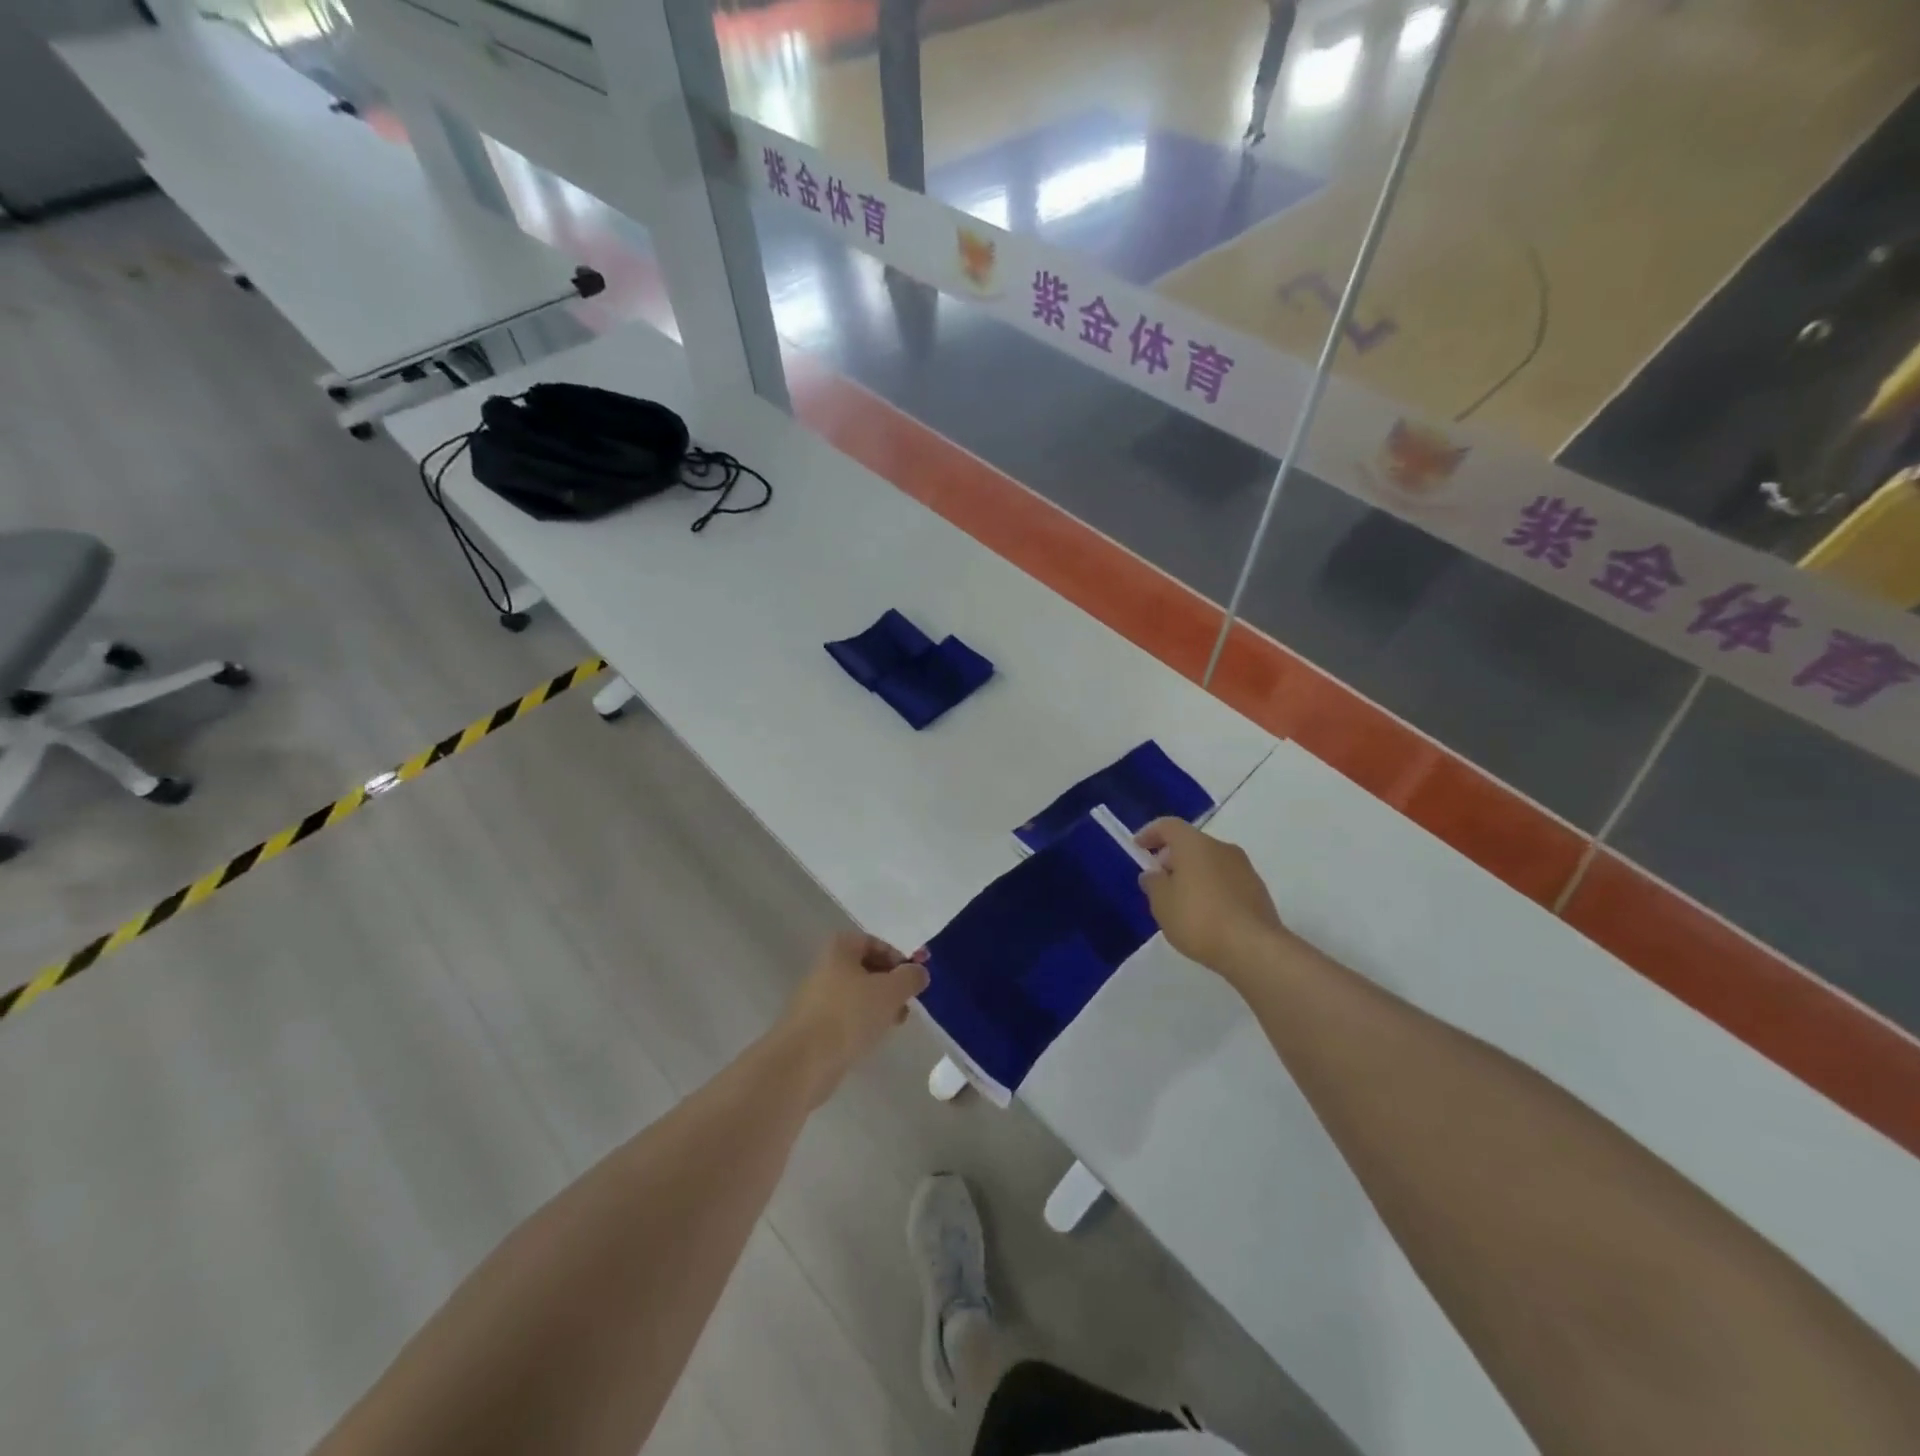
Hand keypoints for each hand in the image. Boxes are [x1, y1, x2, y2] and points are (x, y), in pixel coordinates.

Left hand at [775, 932, 929, 1105]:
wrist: (802, 1062)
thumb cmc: (849, 1015)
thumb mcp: (891, 991)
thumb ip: (911, 977)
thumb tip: (919, 972)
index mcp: (840, 948)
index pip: (876, 943)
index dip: (899, 959)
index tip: (914, 980)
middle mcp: (826, 967)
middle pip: (867, 968)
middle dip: (891, 984)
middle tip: (907, 1003)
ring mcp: (817, 997)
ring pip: (858, 995)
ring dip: (880, 1006)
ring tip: (895, 1024)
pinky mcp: (815, 1026)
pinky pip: (847, 1017)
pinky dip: (863, 1023)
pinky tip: (873, 1039)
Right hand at [1135, 818, 1288, 981]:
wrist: (1254, 948)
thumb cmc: (1199, 919)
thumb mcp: (1161, 904)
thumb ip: (1153, 883)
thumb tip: (1154, 874)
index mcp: (1195, 844)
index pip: (1169, 826)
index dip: (1150, 833)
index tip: (1138, 848)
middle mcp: (1222, 848)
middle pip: (1191, 844)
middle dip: (1172, 857)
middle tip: (1159, 880)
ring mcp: (1244, 868)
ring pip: (1210, 862)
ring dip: (1193, 874)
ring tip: (1181, 902)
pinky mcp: (1258, 890)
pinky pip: (1226, 881)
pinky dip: (1211, 889)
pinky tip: (1205, 915)